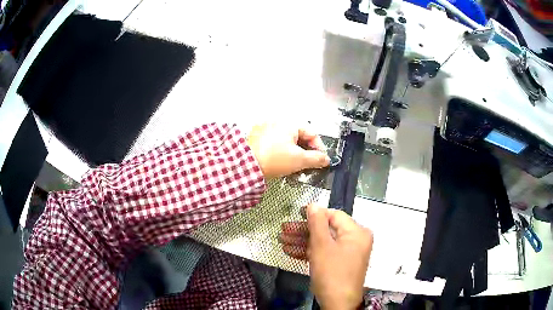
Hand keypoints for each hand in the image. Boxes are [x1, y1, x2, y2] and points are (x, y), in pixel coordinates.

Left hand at [247, 123, 329, 178]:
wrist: (247, 166)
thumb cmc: (272, 160)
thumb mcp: (299, 160)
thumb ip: (316, 159)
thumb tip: (325, 159)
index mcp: (289, 123)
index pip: (312, 134)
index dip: (319, 148)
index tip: (321, 160)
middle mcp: (277, 122)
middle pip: (299, 136)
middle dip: (306, 152)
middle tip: (308, 164)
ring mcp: (266, 128)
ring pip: (287, 140)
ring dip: (294, 152)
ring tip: (295, 165)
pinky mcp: (257, 137)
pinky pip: (275, 142)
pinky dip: (282, 151)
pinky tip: (282, 162)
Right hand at [279, 204, 372, 309]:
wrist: (338, 304)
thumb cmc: (332, 273)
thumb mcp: (322, 246)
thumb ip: (317, 223)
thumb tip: (313, 204)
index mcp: (356, 232)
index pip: (334, 215)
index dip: (314, 214)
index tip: (296, 214)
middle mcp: (355, 240)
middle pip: (326, 230)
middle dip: (303, 231)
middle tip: (283, 230)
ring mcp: (348, 253)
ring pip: (323, 242)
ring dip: (303, 242)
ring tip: (282, 241)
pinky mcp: (340, 264)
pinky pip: (325, 253)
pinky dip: (310, 252)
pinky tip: (291, 252)